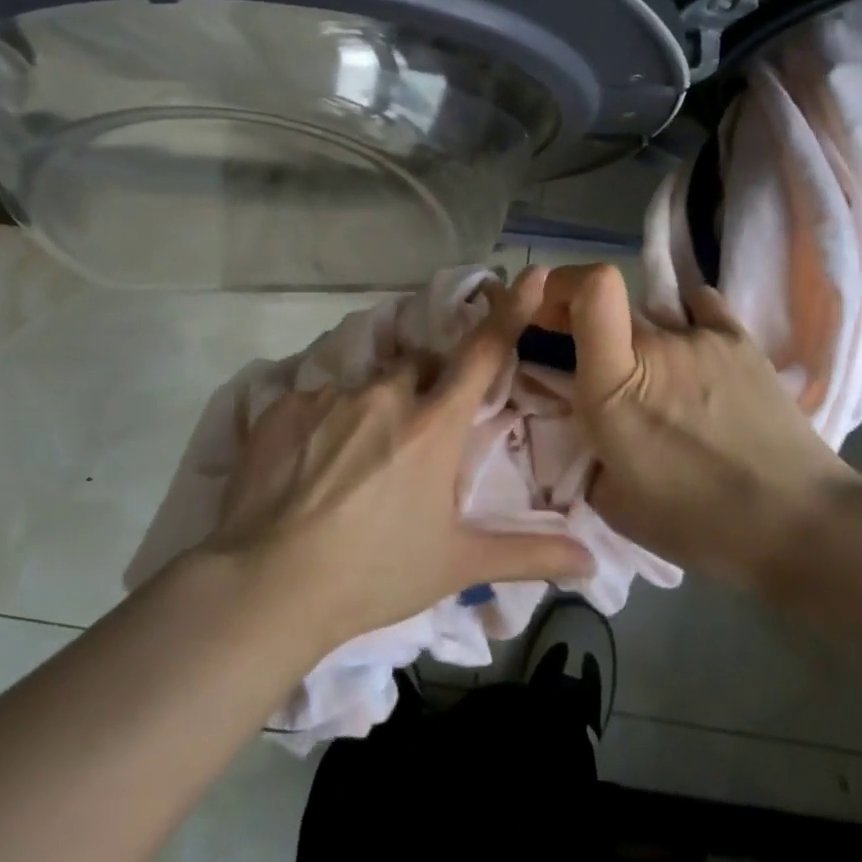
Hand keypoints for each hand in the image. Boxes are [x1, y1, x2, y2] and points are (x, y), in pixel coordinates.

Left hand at [207, 271, 592, 647]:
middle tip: (412, 440)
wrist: (269, 586)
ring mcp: (331, 396)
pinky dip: (322, 424)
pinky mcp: (284, 406)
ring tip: (352, 465)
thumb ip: (528, 553)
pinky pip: (315, 402)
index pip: (482, 352)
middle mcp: (386, 395)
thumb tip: (592, 562)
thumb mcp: (456, 564)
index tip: (532, 274)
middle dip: (424, 388)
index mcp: (433, 425)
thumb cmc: (375, 573)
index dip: (510, 311)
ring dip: (370, 410)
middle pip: (417, 367)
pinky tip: (308, 468)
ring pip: (364, 386)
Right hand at [534, 264, 861, 590]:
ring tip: (663, 381)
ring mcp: (702, 337)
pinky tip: (696, 352)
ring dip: (641, 339)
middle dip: (587, 321)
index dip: (560, 284)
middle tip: (599, 362)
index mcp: (613, 387)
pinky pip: (699, 307)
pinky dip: (687, 320)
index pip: (589, 289)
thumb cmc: (699, 525)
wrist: (799, 526)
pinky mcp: (740, 339)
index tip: (547, 309)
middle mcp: (656, 346)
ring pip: (651, 315)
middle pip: (608, 304)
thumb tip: (579, 420)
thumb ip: (583, 450)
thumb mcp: (613, 500)